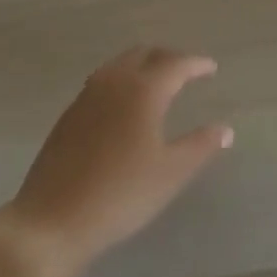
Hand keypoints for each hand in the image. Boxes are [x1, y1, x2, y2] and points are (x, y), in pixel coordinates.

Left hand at [0, 48, 232, 276]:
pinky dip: (121, 81)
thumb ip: (200, 146)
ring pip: (120, 64)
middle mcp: (114, 82)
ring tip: (157, 83)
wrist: (52, 221)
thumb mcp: (170, 173)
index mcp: (143, 90)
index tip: (211, 68)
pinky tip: (124, 106)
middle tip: (186, 72)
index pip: (175, 64)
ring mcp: (87, 96)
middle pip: (144, 54)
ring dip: (142, 66)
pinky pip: (102, 82)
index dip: (196, 64)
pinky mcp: (69, 115)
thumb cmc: (121, 195)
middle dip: (168, 58)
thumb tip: (225, 129)